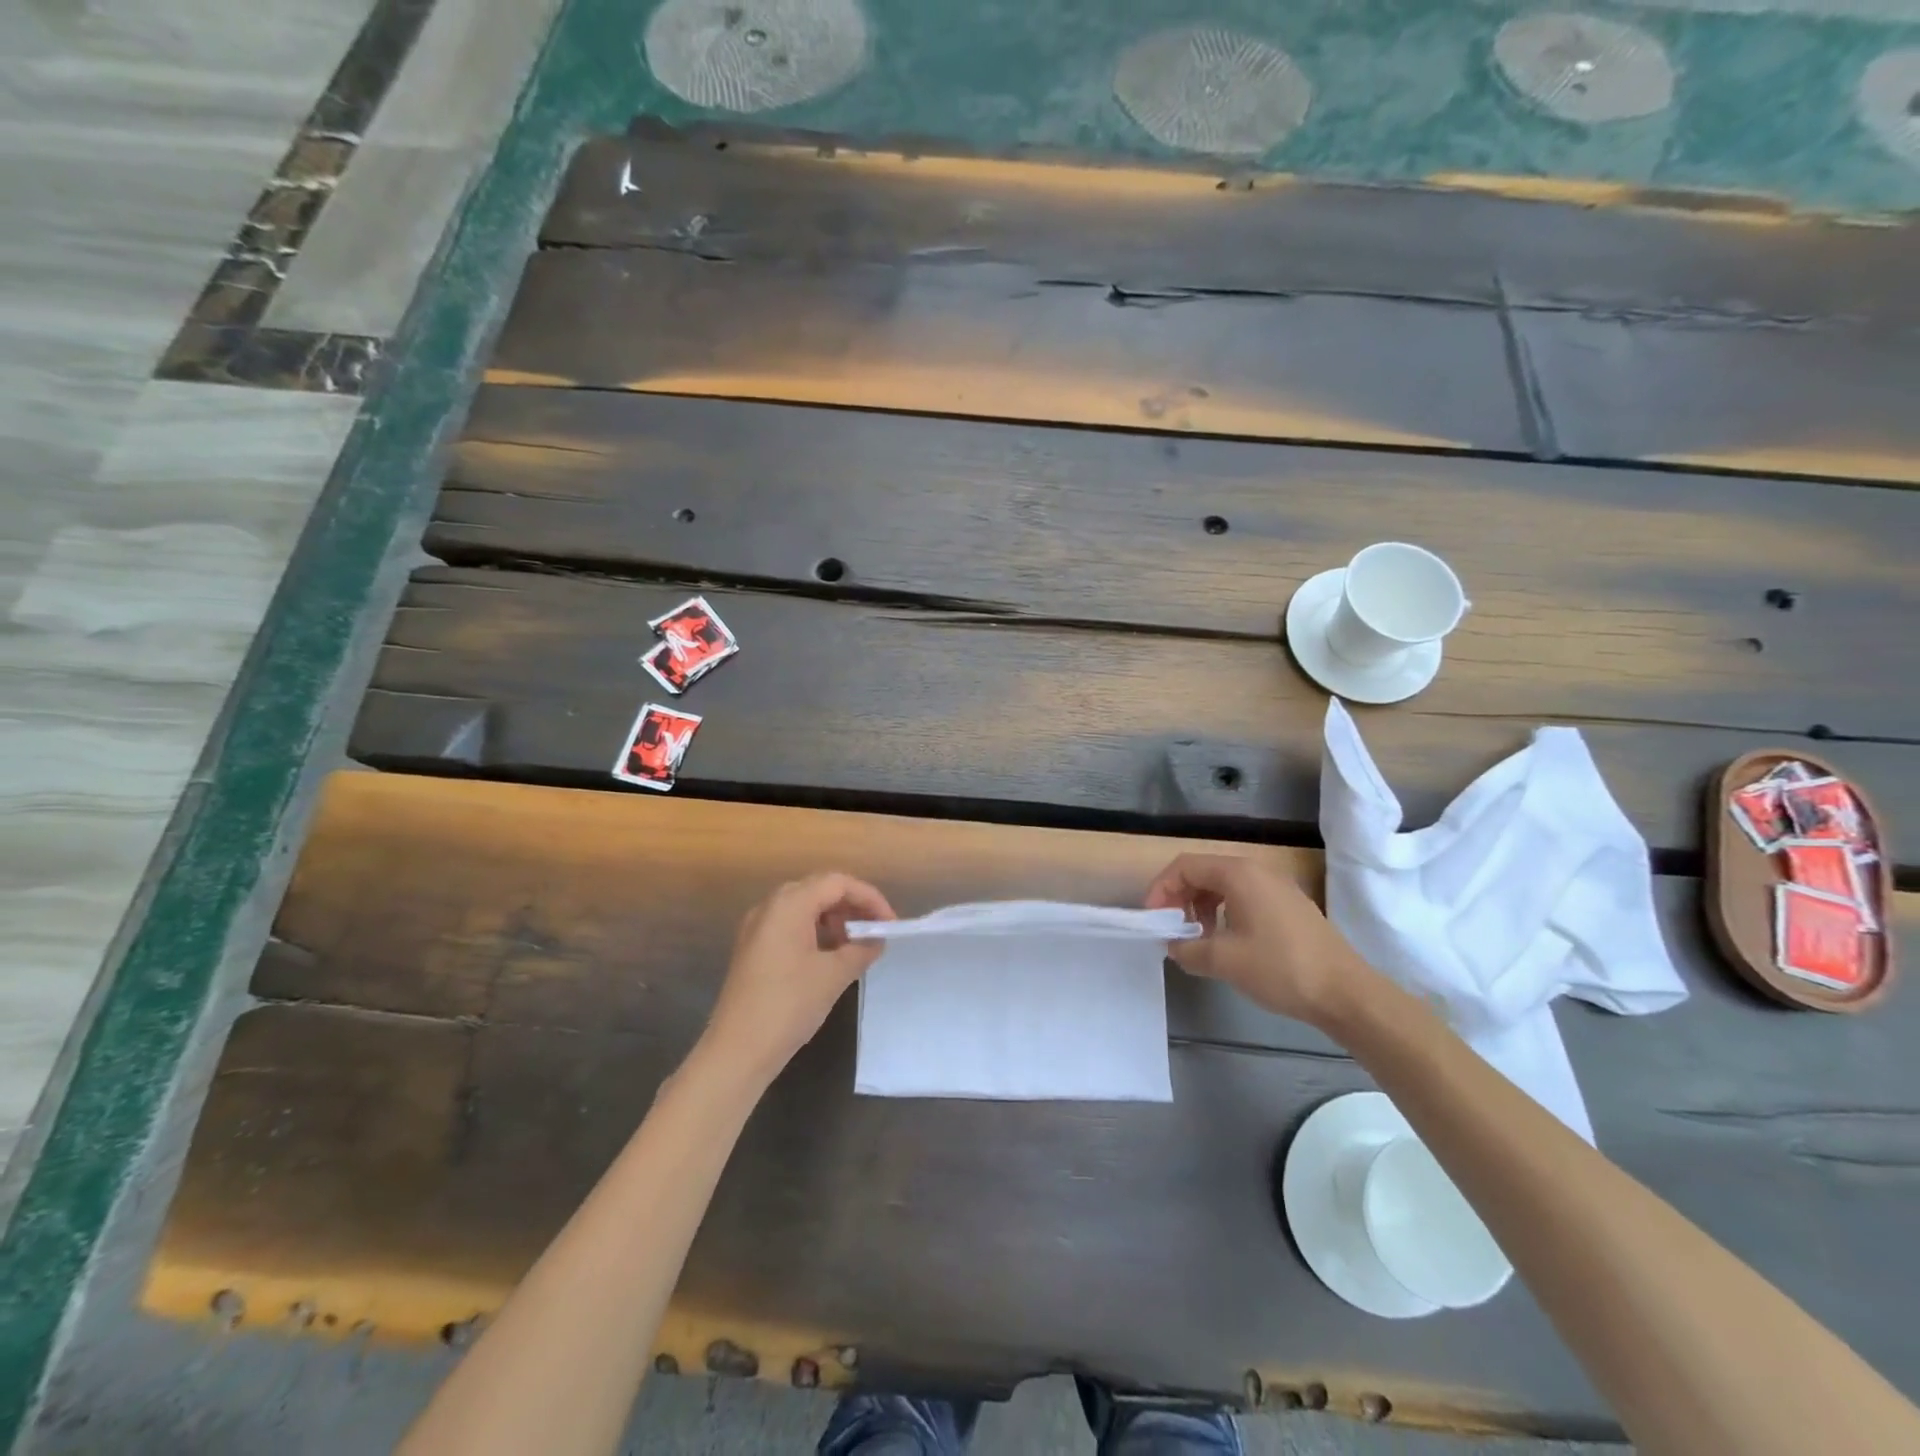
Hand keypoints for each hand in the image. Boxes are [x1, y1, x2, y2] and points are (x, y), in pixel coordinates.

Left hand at [700, 873, 895, 1084]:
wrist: (737, 1051)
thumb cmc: (789, 1005)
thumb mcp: (834, 975)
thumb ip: (861, 949)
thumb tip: (876, 939)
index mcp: (789, 904)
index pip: (838, 883)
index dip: (869, 898)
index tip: (890, 923)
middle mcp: (770, 906)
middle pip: (820, 890)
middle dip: (852, 906)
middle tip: (876, 930)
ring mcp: (758, 927)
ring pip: (804, 908)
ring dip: (834, 919)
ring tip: (856, 945)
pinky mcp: (753, 948)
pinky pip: (790, 925)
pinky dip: (815, 932)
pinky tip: (830, 957)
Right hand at [1144, 854, 1370, 1026]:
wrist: (1345, 992)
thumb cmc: (1280, 968)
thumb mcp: (1224, 960)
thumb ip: (1188, 948)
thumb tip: (1174, 945)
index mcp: (1238, 874)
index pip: (1185, 866)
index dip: (1161, 889)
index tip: (1154, 919)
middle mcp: (1257, 871)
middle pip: (1204, 872)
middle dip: (1180, 898)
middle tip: (1172, 929)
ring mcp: (1277, 887)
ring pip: (1224, 885)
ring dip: (1201, 906)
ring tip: (1197, 938)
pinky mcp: (1289, 905)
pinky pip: (1245, 897)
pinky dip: (1225, 912)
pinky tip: (1227, 942)